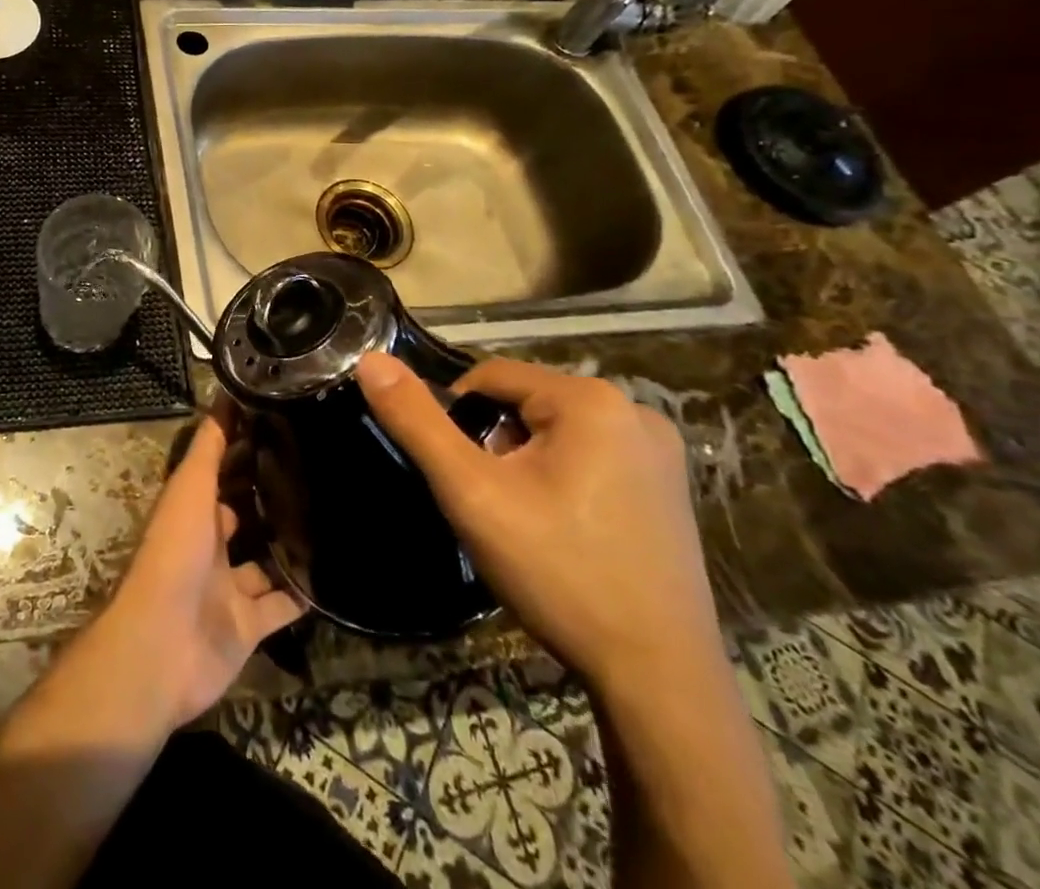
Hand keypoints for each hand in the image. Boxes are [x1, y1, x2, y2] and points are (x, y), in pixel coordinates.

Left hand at [92, 416, 305, 730]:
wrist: (163, 646)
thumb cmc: (174, 553)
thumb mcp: (190, 488)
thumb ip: (209, 446)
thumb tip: (226, 392)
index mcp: (191, 508)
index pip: (220, 470)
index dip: (244, 448)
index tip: (285, 425)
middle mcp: (209, 544)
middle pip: (243, 513)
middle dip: (272, 495)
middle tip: (321, 470)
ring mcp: (228, 587)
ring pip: (265, 560)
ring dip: (290, 545)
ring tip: (336, 516)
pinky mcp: (248, 625)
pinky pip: (282, 606)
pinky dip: (304, 595)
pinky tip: (337, 574)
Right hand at [357, 353, 721, 691]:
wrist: (658, 680)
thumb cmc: (559, 573)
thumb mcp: (471, 493)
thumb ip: (416, 421)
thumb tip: (369, 359)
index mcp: (590, 399)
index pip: (490, 376)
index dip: (458, 419)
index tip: (460, 476)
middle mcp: (633, 410)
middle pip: (525, 403)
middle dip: (495, 444)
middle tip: (493, 505)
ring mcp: (660, 450)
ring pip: (556, 431)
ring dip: (526, 462)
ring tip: (526, 522)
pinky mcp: (670, 487)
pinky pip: (592, 456)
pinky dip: (563, 478)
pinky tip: (565, 530)